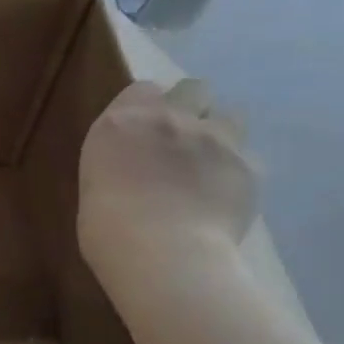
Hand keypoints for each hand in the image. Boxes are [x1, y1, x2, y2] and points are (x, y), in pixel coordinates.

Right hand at [77, 79, 257, 281]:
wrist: (162, 254)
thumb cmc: (107, 230)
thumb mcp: (95, 185)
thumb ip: (119, 163)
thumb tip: (134, 171)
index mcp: (121, 123)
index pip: (144, 89)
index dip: (149, 107)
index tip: (145, 131)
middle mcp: (169, 118)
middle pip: (193, 88)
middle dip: (191, 108)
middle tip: (183, 141)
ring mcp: (213, 138)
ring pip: (230, 116)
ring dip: (220, 134)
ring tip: (211, 166)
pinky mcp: (248, 164)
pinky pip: (248, 158)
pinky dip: (238, 173)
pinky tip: (226, 198)